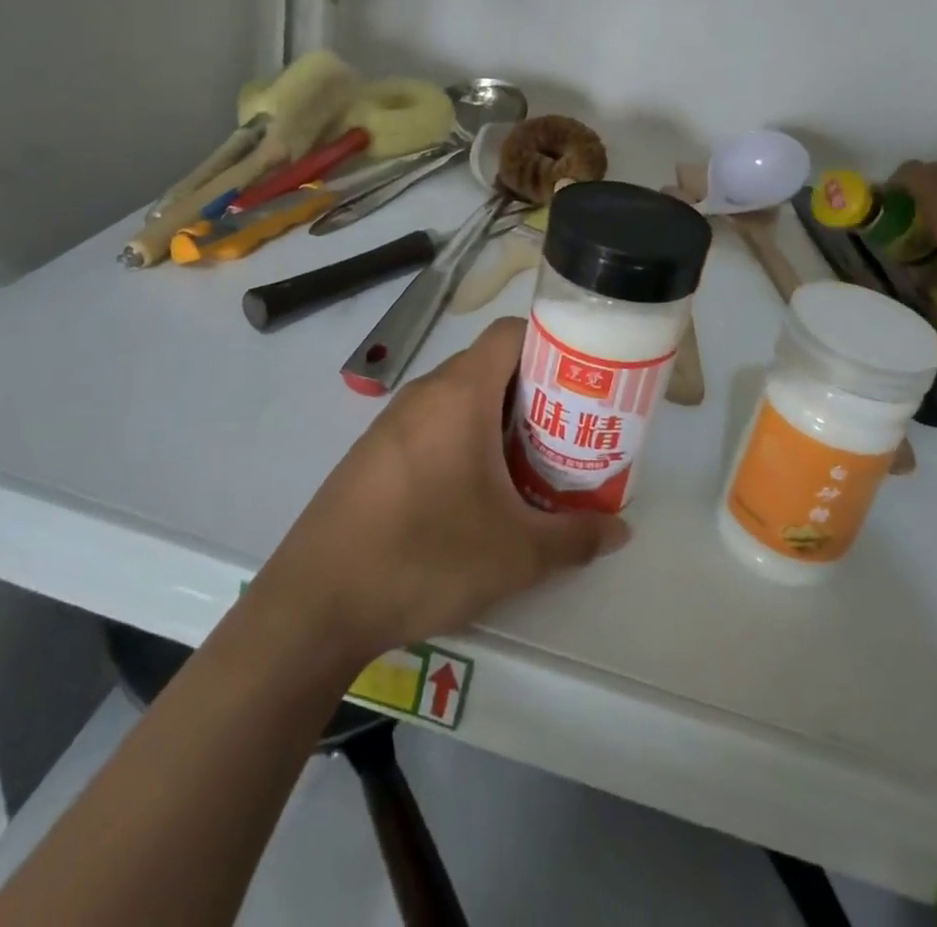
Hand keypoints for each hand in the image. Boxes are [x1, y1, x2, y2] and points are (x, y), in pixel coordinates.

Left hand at [254, 318, 628, 662]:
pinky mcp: (373, 452)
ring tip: (528, 465)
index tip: (582, 381)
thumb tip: (621, 529)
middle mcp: (425, 392)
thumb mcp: (516, 554)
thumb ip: (575, 536)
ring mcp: (393, 421)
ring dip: (498, 420)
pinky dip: (463, 439)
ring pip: (460, 397)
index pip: (511, 333)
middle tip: (566, 432)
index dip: (552, 345)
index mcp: (460, 393)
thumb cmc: (426, 557)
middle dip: (533, 392)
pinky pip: (431, 424)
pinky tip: (474, 493)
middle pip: (490, 365)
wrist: (315, 603)